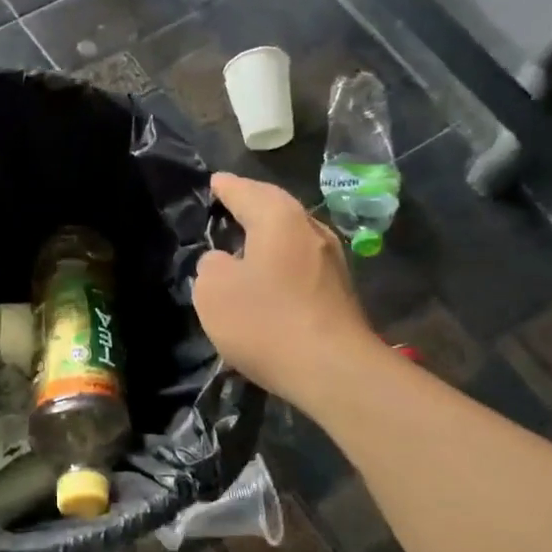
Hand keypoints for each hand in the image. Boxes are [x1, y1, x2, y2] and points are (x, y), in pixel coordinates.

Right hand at [192, 172, 378, 407]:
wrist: (331, 369)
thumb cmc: (265, 321)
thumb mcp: (214, 291)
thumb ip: (211, 266)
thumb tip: (223, 261)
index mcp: (279, 219)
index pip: (246, 191)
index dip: (226, 188)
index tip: (214, 182)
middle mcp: (311, 230)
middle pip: (276, 210)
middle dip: (252, 207)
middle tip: (229, 208)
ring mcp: (332, 262)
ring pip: (293, 238)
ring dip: (269, 239)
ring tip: (245, 245)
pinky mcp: (340, 293)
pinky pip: (302, 266)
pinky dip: (281, 265)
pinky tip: (269, 281)